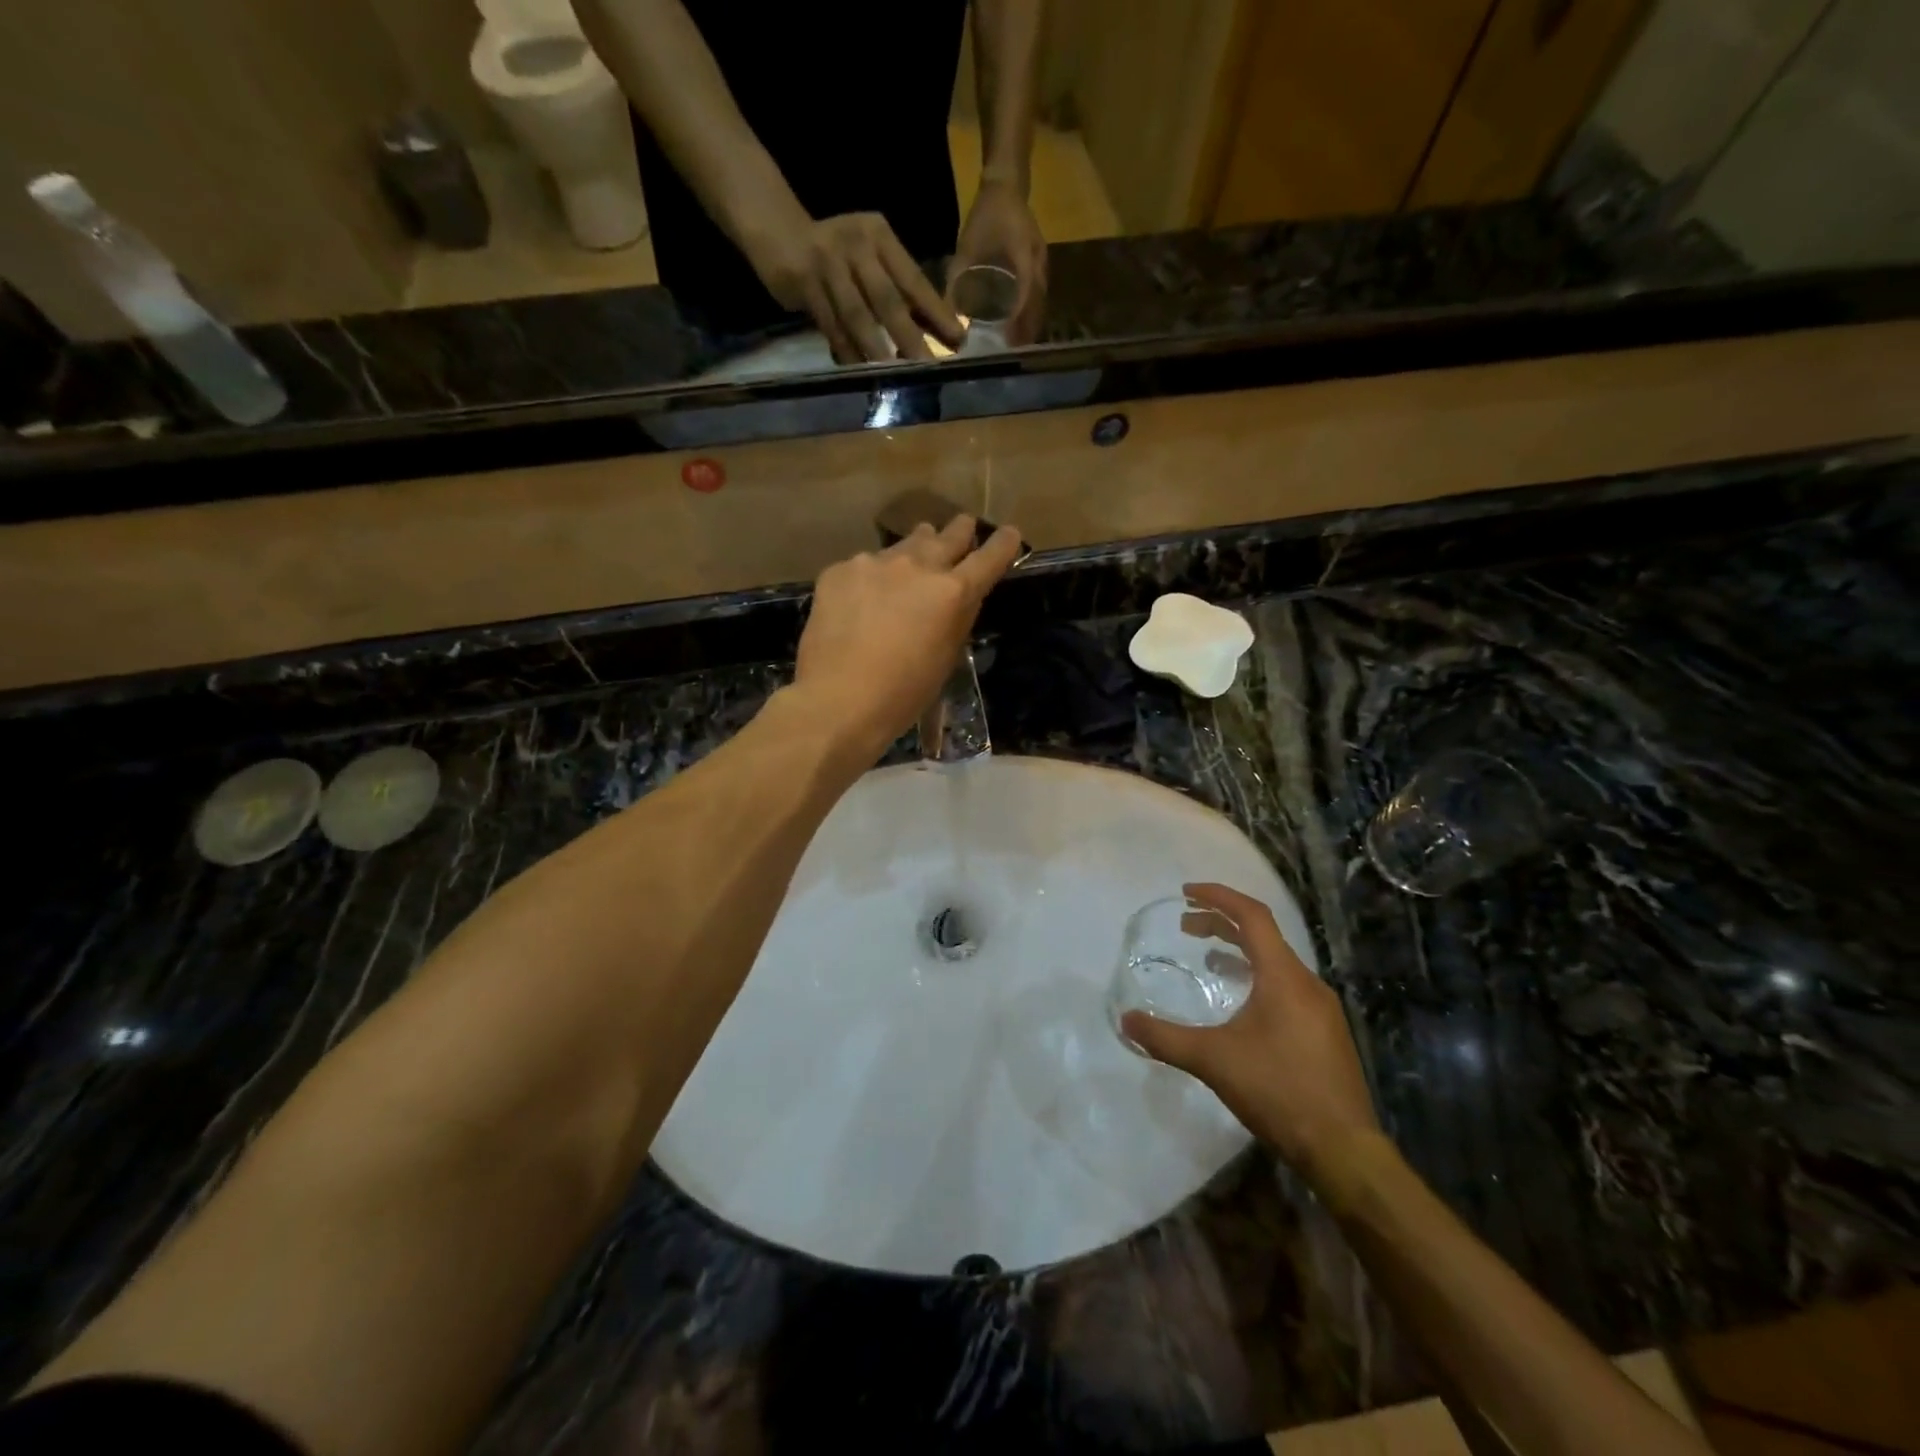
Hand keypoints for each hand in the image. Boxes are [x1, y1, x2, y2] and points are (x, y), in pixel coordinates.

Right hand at [750, 213, 963, 363]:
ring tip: (894, 374)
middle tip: (928, 366)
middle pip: (888, 299)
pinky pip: (829, 324)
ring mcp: (828, 263)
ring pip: (857, 315)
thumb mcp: (869, 259)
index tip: (957, 340)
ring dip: (876, 348)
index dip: (936, 312)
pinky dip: (845, 350)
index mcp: (880, 236)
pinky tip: (859, 370)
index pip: (914, 280)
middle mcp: (856, 245)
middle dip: (909, 337)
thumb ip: (896, 290)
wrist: (776, 228)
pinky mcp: (803, 282)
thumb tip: (935, 332)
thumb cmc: (834, 253)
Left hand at [793, 516, 1023, 759]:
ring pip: (904, 545)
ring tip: (911, 561)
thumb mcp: (945, 658)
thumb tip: (956, 598)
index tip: (1009, 534)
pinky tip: (860, 601)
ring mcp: (874, 563)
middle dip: (960, 531)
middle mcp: (917, 566)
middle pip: (947, 536)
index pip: (988, 558)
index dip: (1002, 544)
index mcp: (952, 593)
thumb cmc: (903, 694)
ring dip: (915, 550)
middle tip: (963, 527)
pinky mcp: (839, 570)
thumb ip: (956, 619)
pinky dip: (870, 578)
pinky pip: (864, 565)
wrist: (838, 700)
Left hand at [950, 179, 1046, 344]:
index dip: (1017, 324)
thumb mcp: (967, 246)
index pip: (1025, 299)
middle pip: (1036, 307)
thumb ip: (957, 278)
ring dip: (1030, 326)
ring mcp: (1043, 266)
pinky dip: (1031, 314)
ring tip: (1016, 347)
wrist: (1007, 185)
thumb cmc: (986, 215)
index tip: (1009, 345)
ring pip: (1040, 304)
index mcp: (1023, 258)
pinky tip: (1020, 327)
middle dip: (1026, 332)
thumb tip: (947, 311)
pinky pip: (1039, 296)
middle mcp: (1038, 265)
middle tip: (1012, 355)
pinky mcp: (1040, 267)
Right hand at [1121, 883, 1380, 1187]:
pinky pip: (1286, 986)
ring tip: (1208, 959)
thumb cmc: (1278, 1091)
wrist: (1343, 1149)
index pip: (1252, 916)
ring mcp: (1321, 1009)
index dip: (1218, 897)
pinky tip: (1239, 1005)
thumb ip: (1165, 1037)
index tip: (1187, 892)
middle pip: (1263, 936)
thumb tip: (1126, 1021)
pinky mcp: (1325, 1033)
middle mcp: (1307, 984)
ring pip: (1276, 962)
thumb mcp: (1212, 1060)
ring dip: (1240, 951)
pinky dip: (1256, 977)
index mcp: (1284, 977)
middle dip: (1222, 923)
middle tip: (1186, 925)